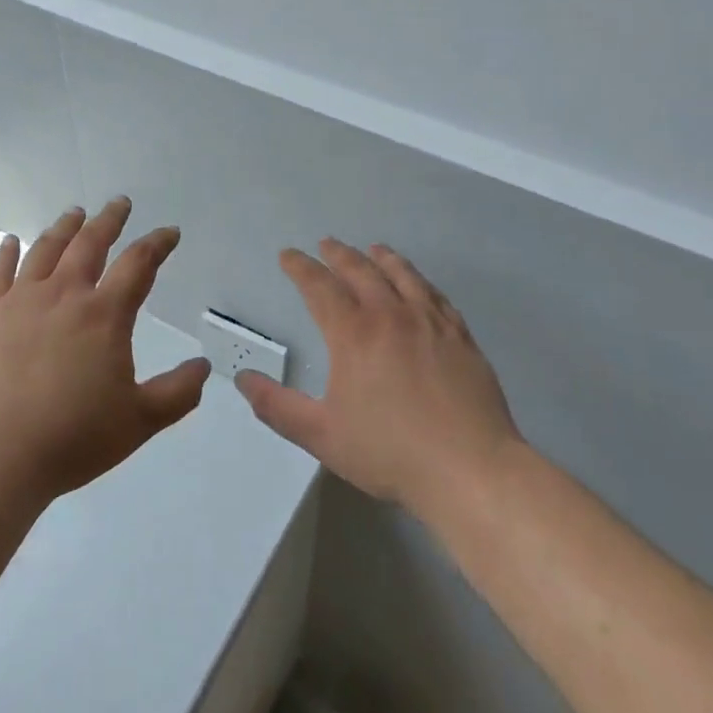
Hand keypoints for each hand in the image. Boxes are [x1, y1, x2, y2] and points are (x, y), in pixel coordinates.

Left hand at [0, 197, 209, 503]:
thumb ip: (178, 393)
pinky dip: (6, 254)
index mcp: (103, 314)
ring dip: (64, 227)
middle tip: (119, 203)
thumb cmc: (71, 439)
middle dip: (109, 220)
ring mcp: (19, 302)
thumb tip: (203, 367)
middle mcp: (63, 295)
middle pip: (90, 243)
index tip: (169, 232)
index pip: (138, 264)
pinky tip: (10, 242)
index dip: (157, 244)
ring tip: (75, 213)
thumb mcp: (139, 422)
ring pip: (45, 250)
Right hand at [237, 239, 521, 518]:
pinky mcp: (460, 336)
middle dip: (338, 254)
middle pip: (360, 271)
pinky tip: (419, 284)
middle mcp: (390, 315)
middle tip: (326, 243)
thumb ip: (277, 406)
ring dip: (382, 258)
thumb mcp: (321, 434)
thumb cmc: (389, 452)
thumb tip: (242, 379)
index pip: (320, 287)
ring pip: (402, 276)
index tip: (288, 255)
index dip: (300, 268)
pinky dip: (420, 281)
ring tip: (373, 249)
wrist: (469, 468)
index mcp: (353, 334)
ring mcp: (430, 322)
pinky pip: (436, 296)